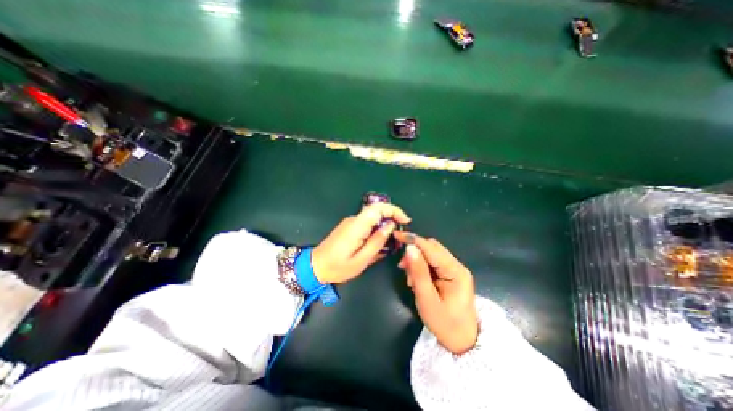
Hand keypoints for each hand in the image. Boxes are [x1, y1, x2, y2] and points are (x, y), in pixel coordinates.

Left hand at [311, 202, 408, 285]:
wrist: (315, 266)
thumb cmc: (338, 266)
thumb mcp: (362, 259)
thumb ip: (377, 241)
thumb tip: (390, 226)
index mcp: (357, 226)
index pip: (378, 208)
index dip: (394, 210)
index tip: (405, 221)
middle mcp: (354, 219)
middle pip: (377, 210)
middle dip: (392, 217)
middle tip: (400, 232)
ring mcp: (350, 222)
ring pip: (372, 217)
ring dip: (384, 224)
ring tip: (391, 241)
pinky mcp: (349, 226)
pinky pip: (367, 223)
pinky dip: (376, 229)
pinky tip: (378, 242)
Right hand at [395, 232, 481, 353]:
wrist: (463, 342)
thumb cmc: (445, 324)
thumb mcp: (427, 300)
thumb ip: (418, 273)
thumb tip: (409, 248)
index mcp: (456, 271)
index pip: (431, 248)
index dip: (413, 240)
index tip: (396, 235)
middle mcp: (457, 265)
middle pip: (432, 248)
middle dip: (415, 252)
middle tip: (402, 267)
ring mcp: (454, 269)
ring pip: (431, 253)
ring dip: (418, 260)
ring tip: (411, 279)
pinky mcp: (450, 273)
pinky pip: (433, 262)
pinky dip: (422, 266)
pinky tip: (417, 279)